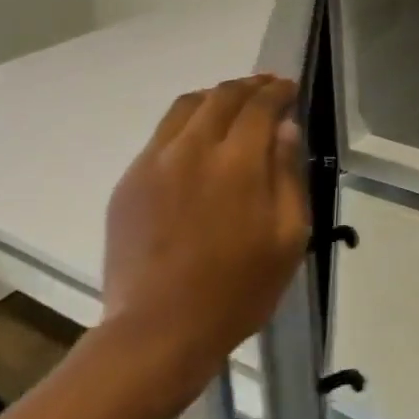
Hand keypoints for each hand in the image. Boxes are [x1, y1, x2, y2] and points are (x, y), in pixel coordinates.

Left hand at [101, 76, 309, 391]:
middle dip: (249, 86)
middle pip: (222, 95)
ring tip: (232, 107)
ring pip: (186, 106)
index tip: (289, 89)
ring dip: (215, 97)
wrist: (158, 332)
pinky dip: (187, 124)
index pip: (260, 104)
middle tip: (267, 89)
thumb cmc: (237, 289)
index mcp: (237, 162)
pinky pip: (162, 135)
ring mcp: (154, 162)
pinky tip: (198, 144)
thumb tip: (284, 128)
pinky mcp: (129, 182)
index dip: (278, 90)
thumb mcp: (288, 237)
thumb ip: (288, 175)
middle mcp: (193, 149)